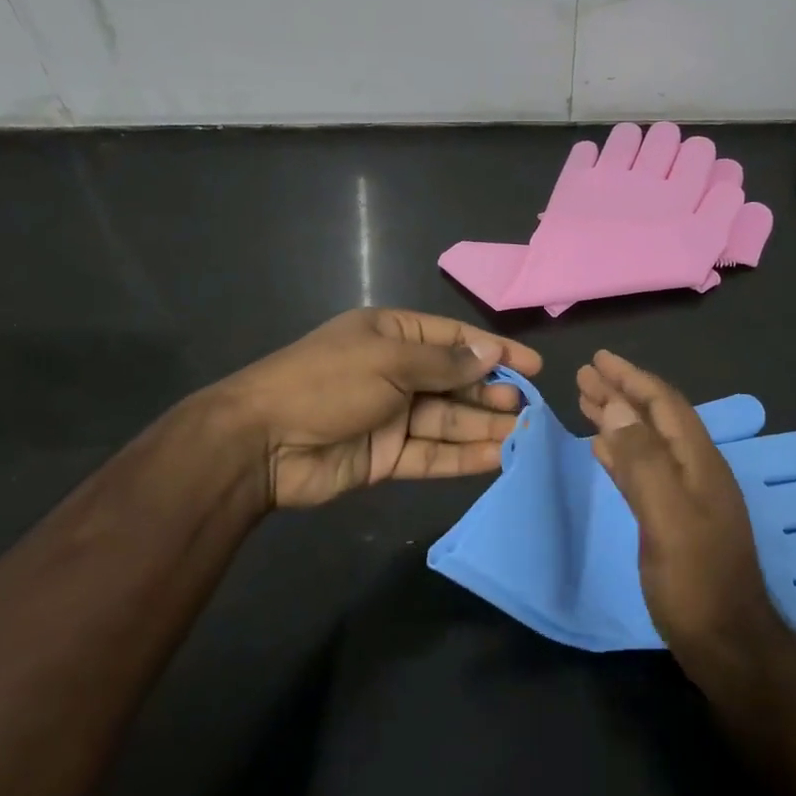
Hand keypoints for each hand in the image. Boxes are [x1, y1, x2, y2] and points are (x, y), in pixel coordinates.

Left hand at [221, 308, 542, 508]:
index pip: (454, 339)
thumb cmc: (327, 382)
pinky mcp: (387, 457)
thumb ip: (445, 363)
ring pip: (449, 421)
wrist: (262, 443)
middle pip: (455, 382)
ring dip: (484, 428)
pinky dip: (463, 457)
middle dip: (492, 394)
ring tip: (525, 437)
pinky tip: (497, 458)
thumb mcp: (389, 361)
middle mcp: (396, 374)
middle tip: (530, 409)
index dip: (494, 351)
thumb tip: (492, 354)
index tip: (533, 367)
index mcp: (393, 337)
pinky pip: (432, 455)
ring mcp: (392, 417)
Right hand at [577, 350, 786, 664]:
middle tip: (584, 375)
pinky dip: (621, 453)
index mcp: (699, 462)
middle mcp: (695, 471)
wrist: (726, 645)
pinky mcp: (673, 519)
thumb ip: (643, 461)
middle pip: (655, 418)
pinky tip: (602, 449)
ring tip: (587, 401)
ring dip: (619, 419)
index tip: (598, 359)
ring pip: (647, 442)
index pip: (663, 405)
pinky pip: (643, 471)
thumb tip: (617, 407)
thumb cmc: (696, 582)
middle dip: (621, 393)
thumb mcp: (667, 517)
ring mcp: (686, 496)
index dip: (632, 378)